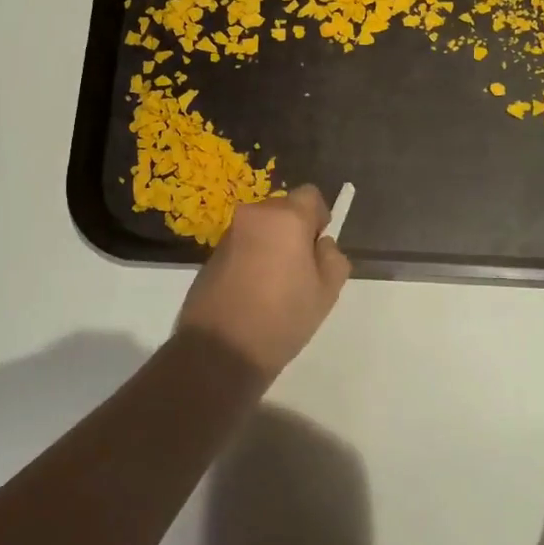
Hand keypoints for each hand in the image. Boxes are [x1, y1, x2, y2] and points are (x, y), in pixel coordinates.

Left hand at [177, 186, 352, 377]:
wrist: (221, 348)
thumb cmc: (282, 317)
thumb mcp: (327, 291)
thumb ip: (333, 258)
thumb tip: (320, 244)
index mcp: (285, 217)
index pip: (310, 195)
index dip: (319, 218)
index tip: (318, 249)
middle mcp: (253, 216)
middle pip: (283, 210)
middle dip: (294, 231)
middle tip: (300, 271)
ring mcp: (228, 235)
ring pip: (261, 229)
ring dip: (271, 245)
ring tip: (274, 287)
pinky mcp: (210, 255)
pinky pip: (242, 246)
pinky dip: (251, 259)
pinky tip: (252, 294)